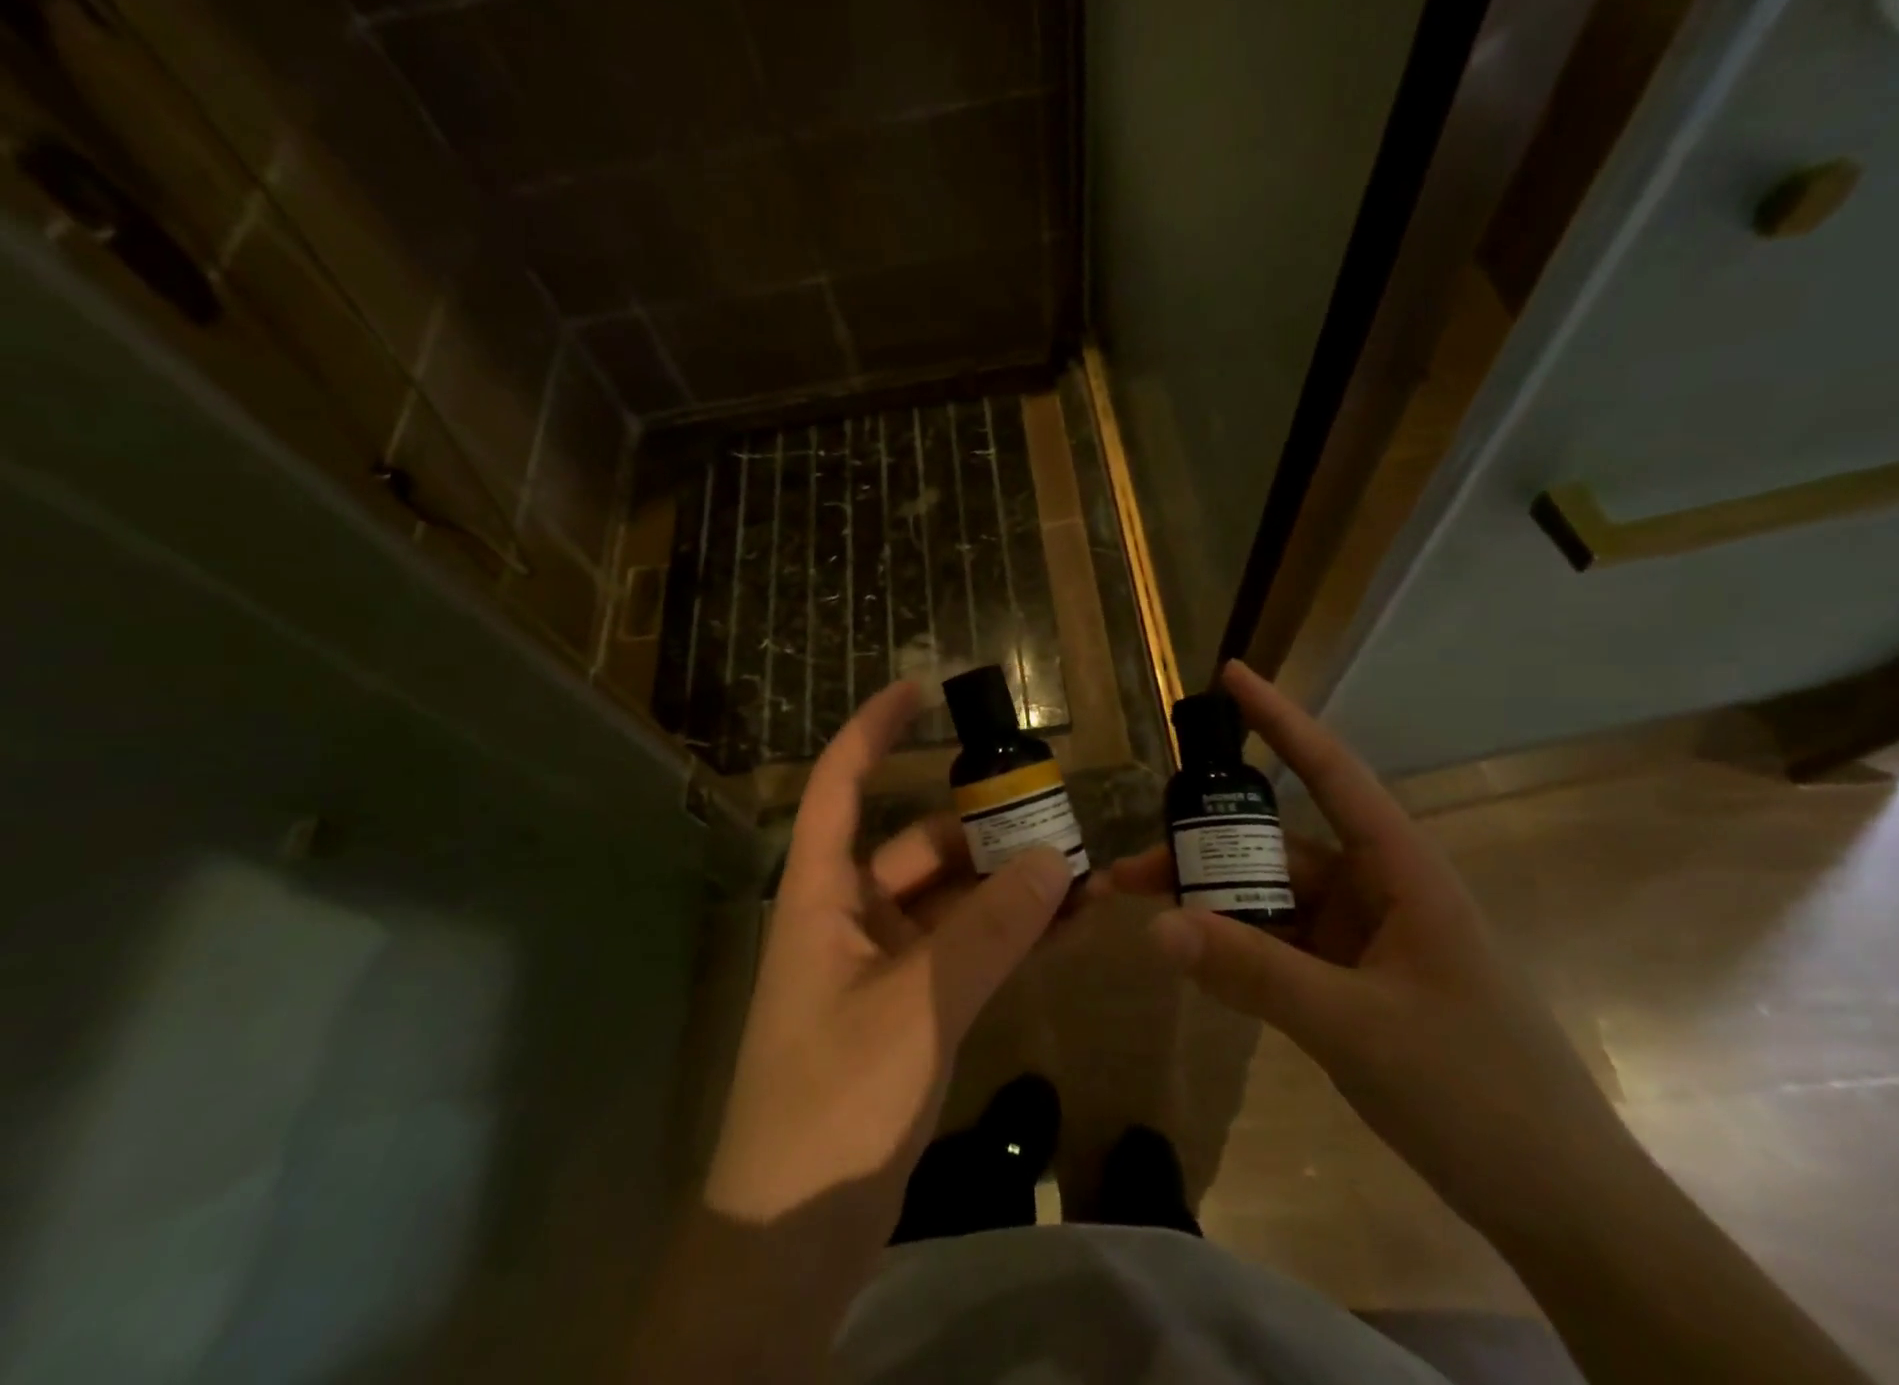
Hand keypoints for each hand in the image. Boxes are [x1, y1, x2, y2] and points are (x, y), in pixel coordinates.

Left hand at [704, 679, 1074, 1228]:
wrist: (792, 1238)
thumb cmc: (834, 1102)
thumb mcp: (920, 1006)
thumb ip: (990, 930)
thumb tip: (1056, 860)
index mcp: (820, 895)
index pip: (838, 785)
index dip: (872, 730)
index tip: (919, 689)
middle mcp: (846, 916)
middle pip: (916, 844)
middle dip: (981, 826)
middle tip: (1052, 808)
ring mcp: (877, 965)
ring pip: (946, 900)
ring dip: (1004, 885)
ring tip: (1078, 872)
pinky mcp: (904, 1008)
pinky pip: (958, 949)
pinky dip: (1002, 935)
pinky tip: (1060, 927)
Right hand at [1108, 660, 1635, 1240]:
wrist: (1560, 1206)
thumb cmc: (1478, 1094)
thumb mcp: (1356, 1027)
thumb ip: (1253, 972)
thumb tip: (1157, 923)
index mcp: (1401, 872)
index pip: (1332, 773)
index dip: (1280, 720)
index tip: (1229, 676)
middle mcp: (1378, 890)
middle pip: (1275, 848)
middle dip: (1202, 853)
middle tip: (1130, 872)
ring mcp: (1363, 938)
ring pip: (1271, 901)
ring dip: (1213, 907)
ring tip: (1147, 917)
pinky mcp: (1351, 981)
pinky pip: (1280, 945)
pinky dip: (1237, 948)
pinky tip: (1196, 960)